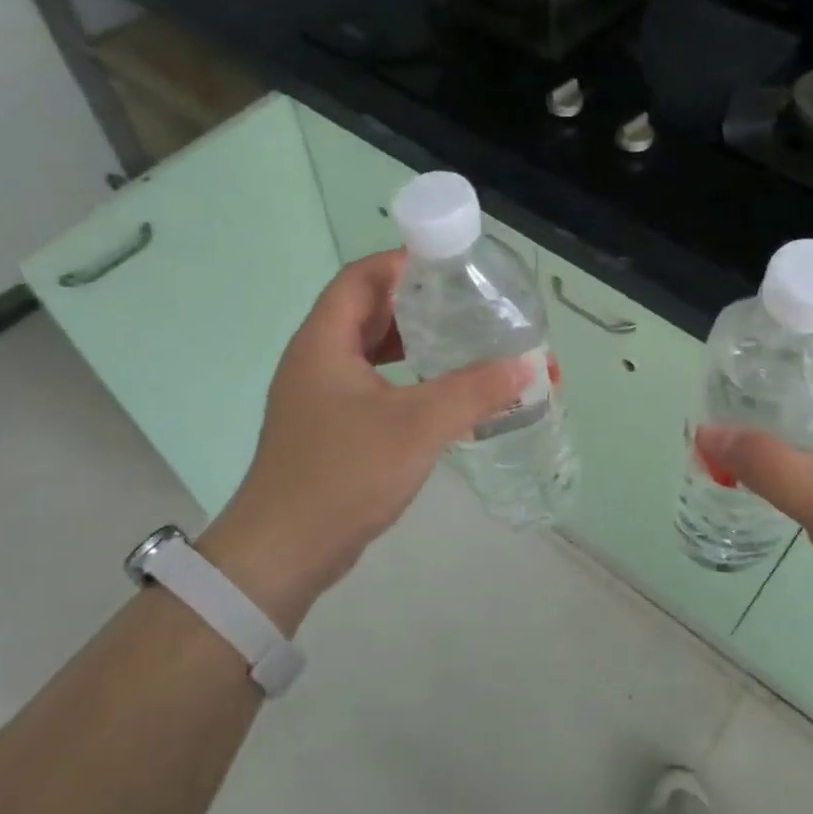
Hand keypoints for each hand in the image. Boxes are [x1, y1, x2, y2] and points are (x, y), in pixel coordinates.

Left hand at [197, 251, 527, 633]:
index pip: (361, 277)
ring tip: (460, 343)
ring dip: (413, 343)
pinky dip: (405, 379)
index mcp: (324, 342)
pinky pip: (371, 385)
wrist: (284, 552)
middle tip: (467, 304)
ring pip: (370, 351)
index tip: (452, 265)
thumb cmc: (344, 475)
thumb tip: (528, 365)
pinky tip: (439, 395)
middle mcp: (316, 360)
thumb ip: (474, 391)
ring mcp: (319, 396)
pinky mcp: (329, 428)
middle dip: (416, 302)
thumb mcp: (416, 426)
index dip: (402, 261)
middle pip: (366, 311)